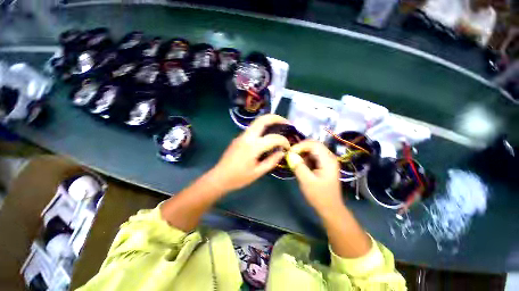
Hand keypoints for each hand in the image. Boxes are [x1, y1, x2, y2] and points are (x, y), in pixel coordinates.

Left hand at [210, 114, 290, 192]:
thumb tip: (282, 152)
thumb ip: (271, 161)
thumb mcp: (258, 172)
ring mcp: (241, 136)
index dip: (283, 141)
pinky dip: (262, 128)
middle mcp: (247, 137)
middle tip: (286, 122)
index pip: (273, 138)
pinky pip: (253, 129)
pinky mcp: (239, 138)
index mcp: (253, 147)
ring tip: (279, 126)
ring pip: (257, 122)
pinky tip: (267, 135)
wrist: (219, 177)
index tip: (288, 146)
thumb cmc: (239, 178)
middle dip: (276, 118)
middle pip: (262, 120)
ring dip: (269, 121)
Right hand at [287, 140, 342, 211]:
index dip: (301, 145)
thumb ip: (298, 166)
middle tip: (291, 155)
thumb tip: (290, 154)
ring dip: (302, 153)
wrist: (330, 208)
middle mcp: (330, 157)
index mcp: (328, 160)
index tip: (290, 152)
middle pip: (314, 145)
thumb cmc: (319, 196)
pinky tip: (301, 165)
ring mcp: (327, 160)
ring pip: (313, 150)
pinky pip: (313, 156)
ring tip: (295, 161)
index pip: (314, 144)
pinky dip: (305, 158)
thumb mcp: (306, 181)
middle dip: (301, 148)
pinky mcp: (324, 164)